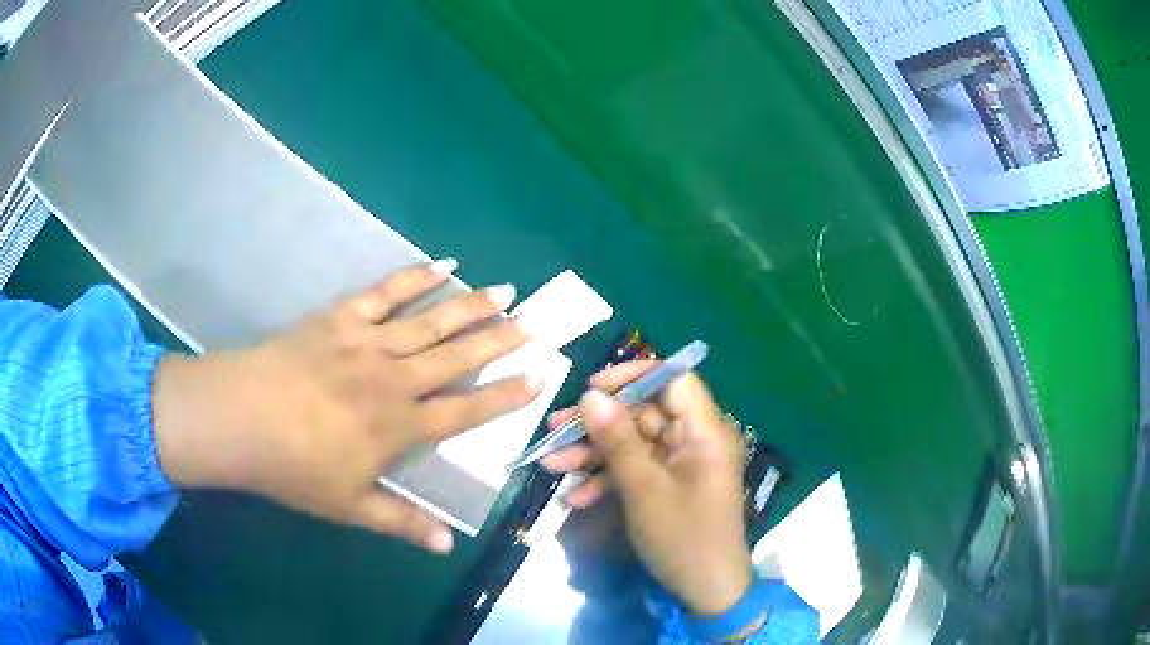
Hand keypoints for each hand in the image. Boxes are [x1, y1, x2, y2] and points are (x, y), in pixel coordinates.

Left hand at [151, 260, 541, 553]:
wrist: (240, 419)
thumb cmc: (294, 468)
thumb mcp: (349, 506)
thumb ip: (401, 522)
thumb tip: (447, 544)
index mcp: (399, 426)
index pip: (466, 411)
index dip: (505, 396)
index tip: (540, 377)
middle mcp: (393, 380)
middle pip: (458, 357)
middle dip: (501, 341)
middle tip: (537, 323)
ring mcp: (368, 343)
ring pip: (431, 321)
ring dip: (471, 306)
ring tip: (506, 292)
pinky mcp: (341, 318)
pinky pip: (385, 292)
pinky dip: (415, 276)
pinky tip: (443, 264)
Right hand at [542, 363, 752, 616]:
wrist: (706, 592)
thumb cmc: (683, 537)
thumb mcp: (644, 489)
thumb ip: (618, 440)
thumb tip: (592, 395)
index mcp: (704, 431)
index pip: (673, 380)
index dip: (633, 376)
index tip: (592, 389)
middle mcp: (695, 440)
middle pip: (644, 414)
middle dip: (598, 424)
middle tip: (554, 430)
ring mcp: (681, 465)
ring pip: (634, 444)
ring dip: (594, 454)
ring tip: (551, 464)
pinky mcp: (669, 486)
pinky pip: (637, 471)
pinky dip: (608, 480)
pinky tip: (576, 497)